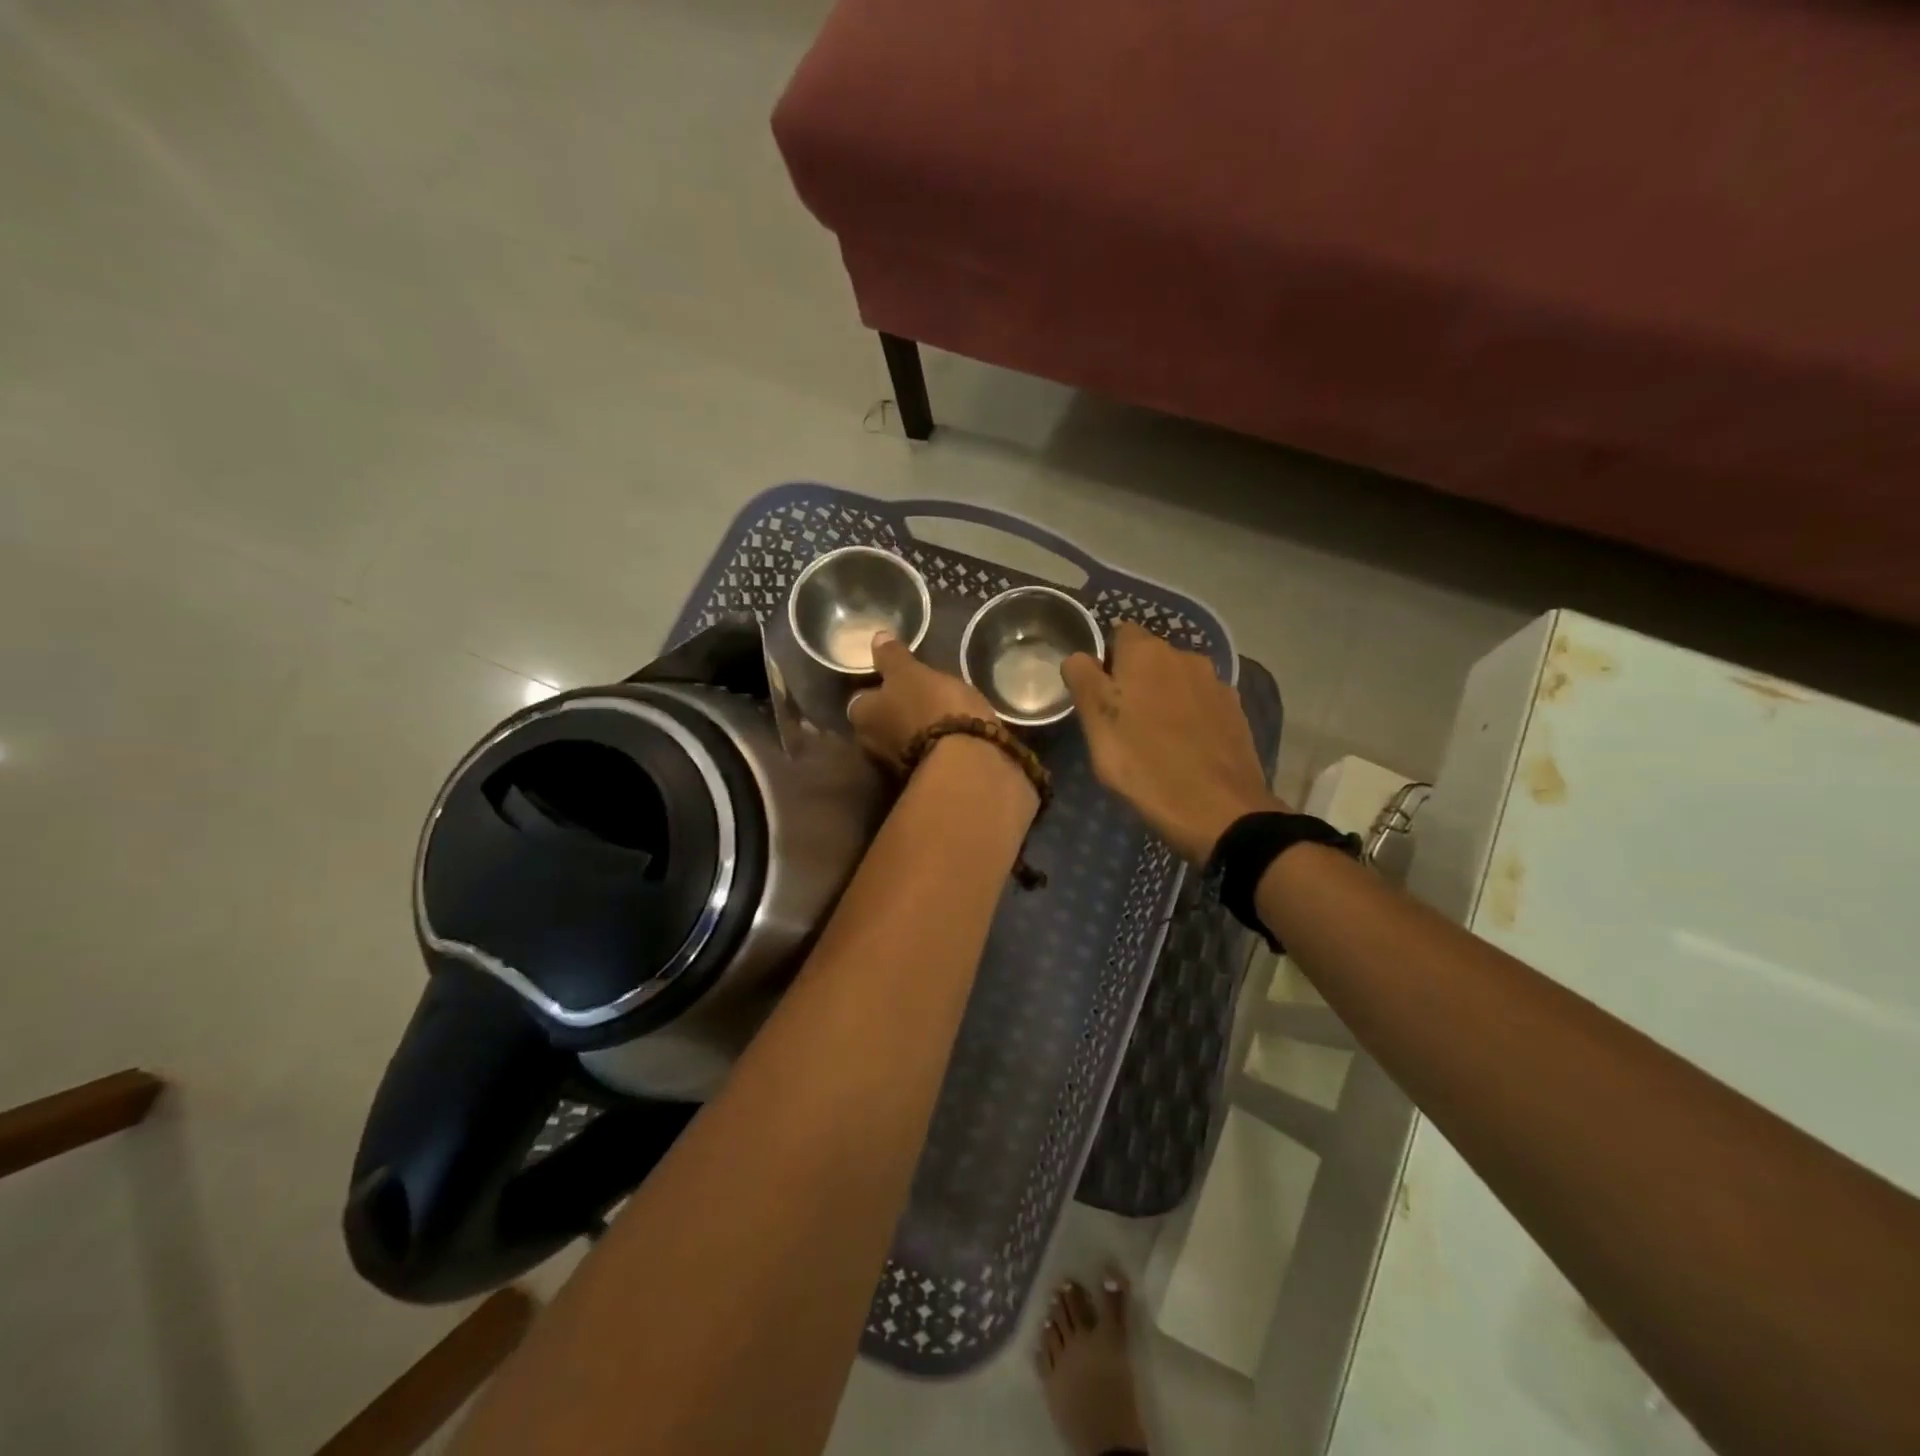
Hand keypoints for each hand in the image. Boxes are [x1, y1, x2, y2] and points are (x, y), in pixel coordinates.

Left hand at [847, 631, 997, 768]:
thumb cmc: (931, 707)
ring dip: (916, 730)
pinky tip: (952, 735)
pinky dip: (934, 745)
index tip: (895, 678)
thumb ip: (892, 657)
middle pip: (880, 722)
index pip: (861, 698)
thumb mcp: (911, 672)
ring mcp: (896, 767)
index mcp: (862, 716)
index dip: (877, 687)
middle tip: (918, 694)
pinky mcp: (925, 779)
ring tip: (939, 714)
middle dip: (895, 711)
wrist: (966, 761)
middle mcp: (871, 745)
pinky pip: (926, 755)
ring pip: (903, 740)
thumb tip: (876, 638)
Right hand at [1064, 622, 1287, 863]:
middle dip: (1134, 681)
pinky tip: (1183, 750)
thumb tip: (1078, 656)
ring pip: (1178, 683)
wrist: (1218, 811)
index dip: (1104, 660)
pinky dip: (1189, 719)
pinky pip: (1202, 707)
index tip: (1096, 695)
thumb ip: (1082, 679)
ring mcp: (1217, 685)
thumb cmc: (1144, 763)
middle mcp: (1186, 657)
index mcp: (1147, 652)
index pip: (1118, 634)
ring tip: (1153, 740)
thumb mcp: (1096, 723)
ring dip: (1163, 700)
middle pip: (1150, 659)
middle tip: (1119, 723)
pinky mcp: (1236, 715)